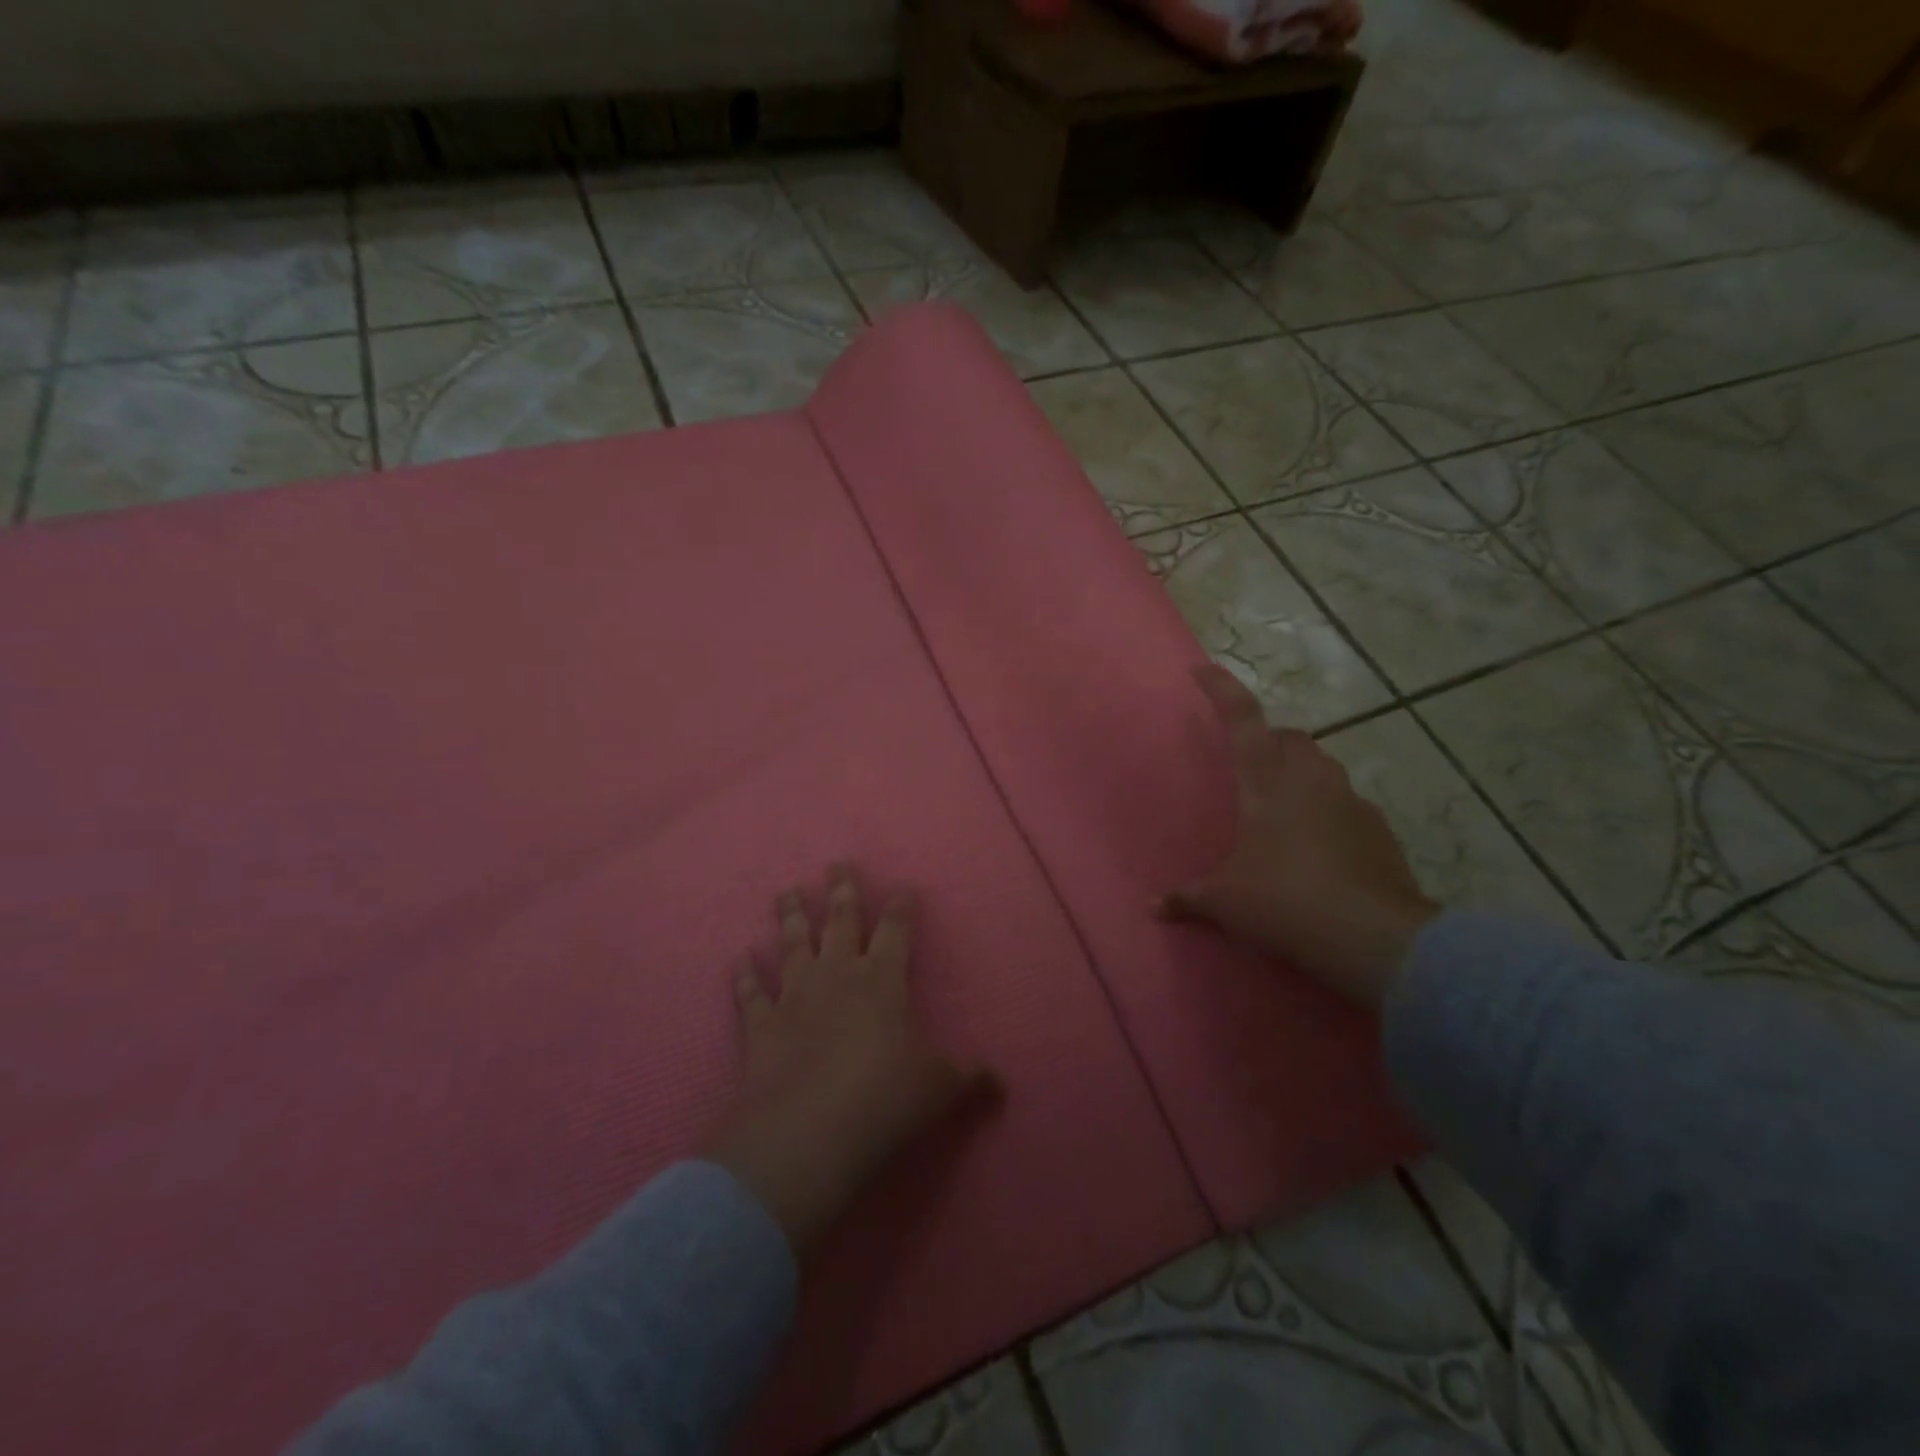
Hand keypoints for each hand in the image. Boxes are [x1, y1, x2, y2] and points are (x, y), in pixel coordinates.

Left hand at [707, 865, 996, 1252]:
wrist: (806, 1133)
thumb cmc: (882, 1101)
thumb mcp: (939, 1090)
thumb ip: (968, 1079)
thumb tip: (1001, 1083)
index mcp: (883, 980)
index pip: (896, 930)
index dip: (901, 906)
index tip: (903, 887)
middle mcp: (837, 975)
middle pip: (840, 921)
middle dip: (842, 891)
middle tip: (837, 864)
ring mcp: (795, 996)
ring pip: (793, 944)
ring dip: (790, 916)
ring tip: (787, 890)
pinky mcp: (760, 1025)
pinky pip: (751, 993)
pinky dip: (744, 975)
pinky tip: (739, 957)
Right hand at [1160, 665, 1439, 1008]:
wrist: (1374, 938)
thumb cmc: (1285, 902)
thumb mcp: (1226, 903)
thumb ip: (1188, 898)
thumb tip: (1153, 908)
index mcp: (1267, 782)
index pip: (1242, 719)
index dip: (1221, 690)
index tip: (1202, 670)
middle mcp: (1310, 779)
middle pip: (1289, 738)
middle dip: (1267, 742)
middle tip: (1248, 768)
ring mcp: (1349, 800)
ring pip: (1321, 767)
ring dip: (1299, 775)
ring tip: (1280, 810)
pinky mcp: (1378, 828)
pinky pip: (1345, 804)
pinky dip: (1326, 811)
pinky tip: (1317, 847)